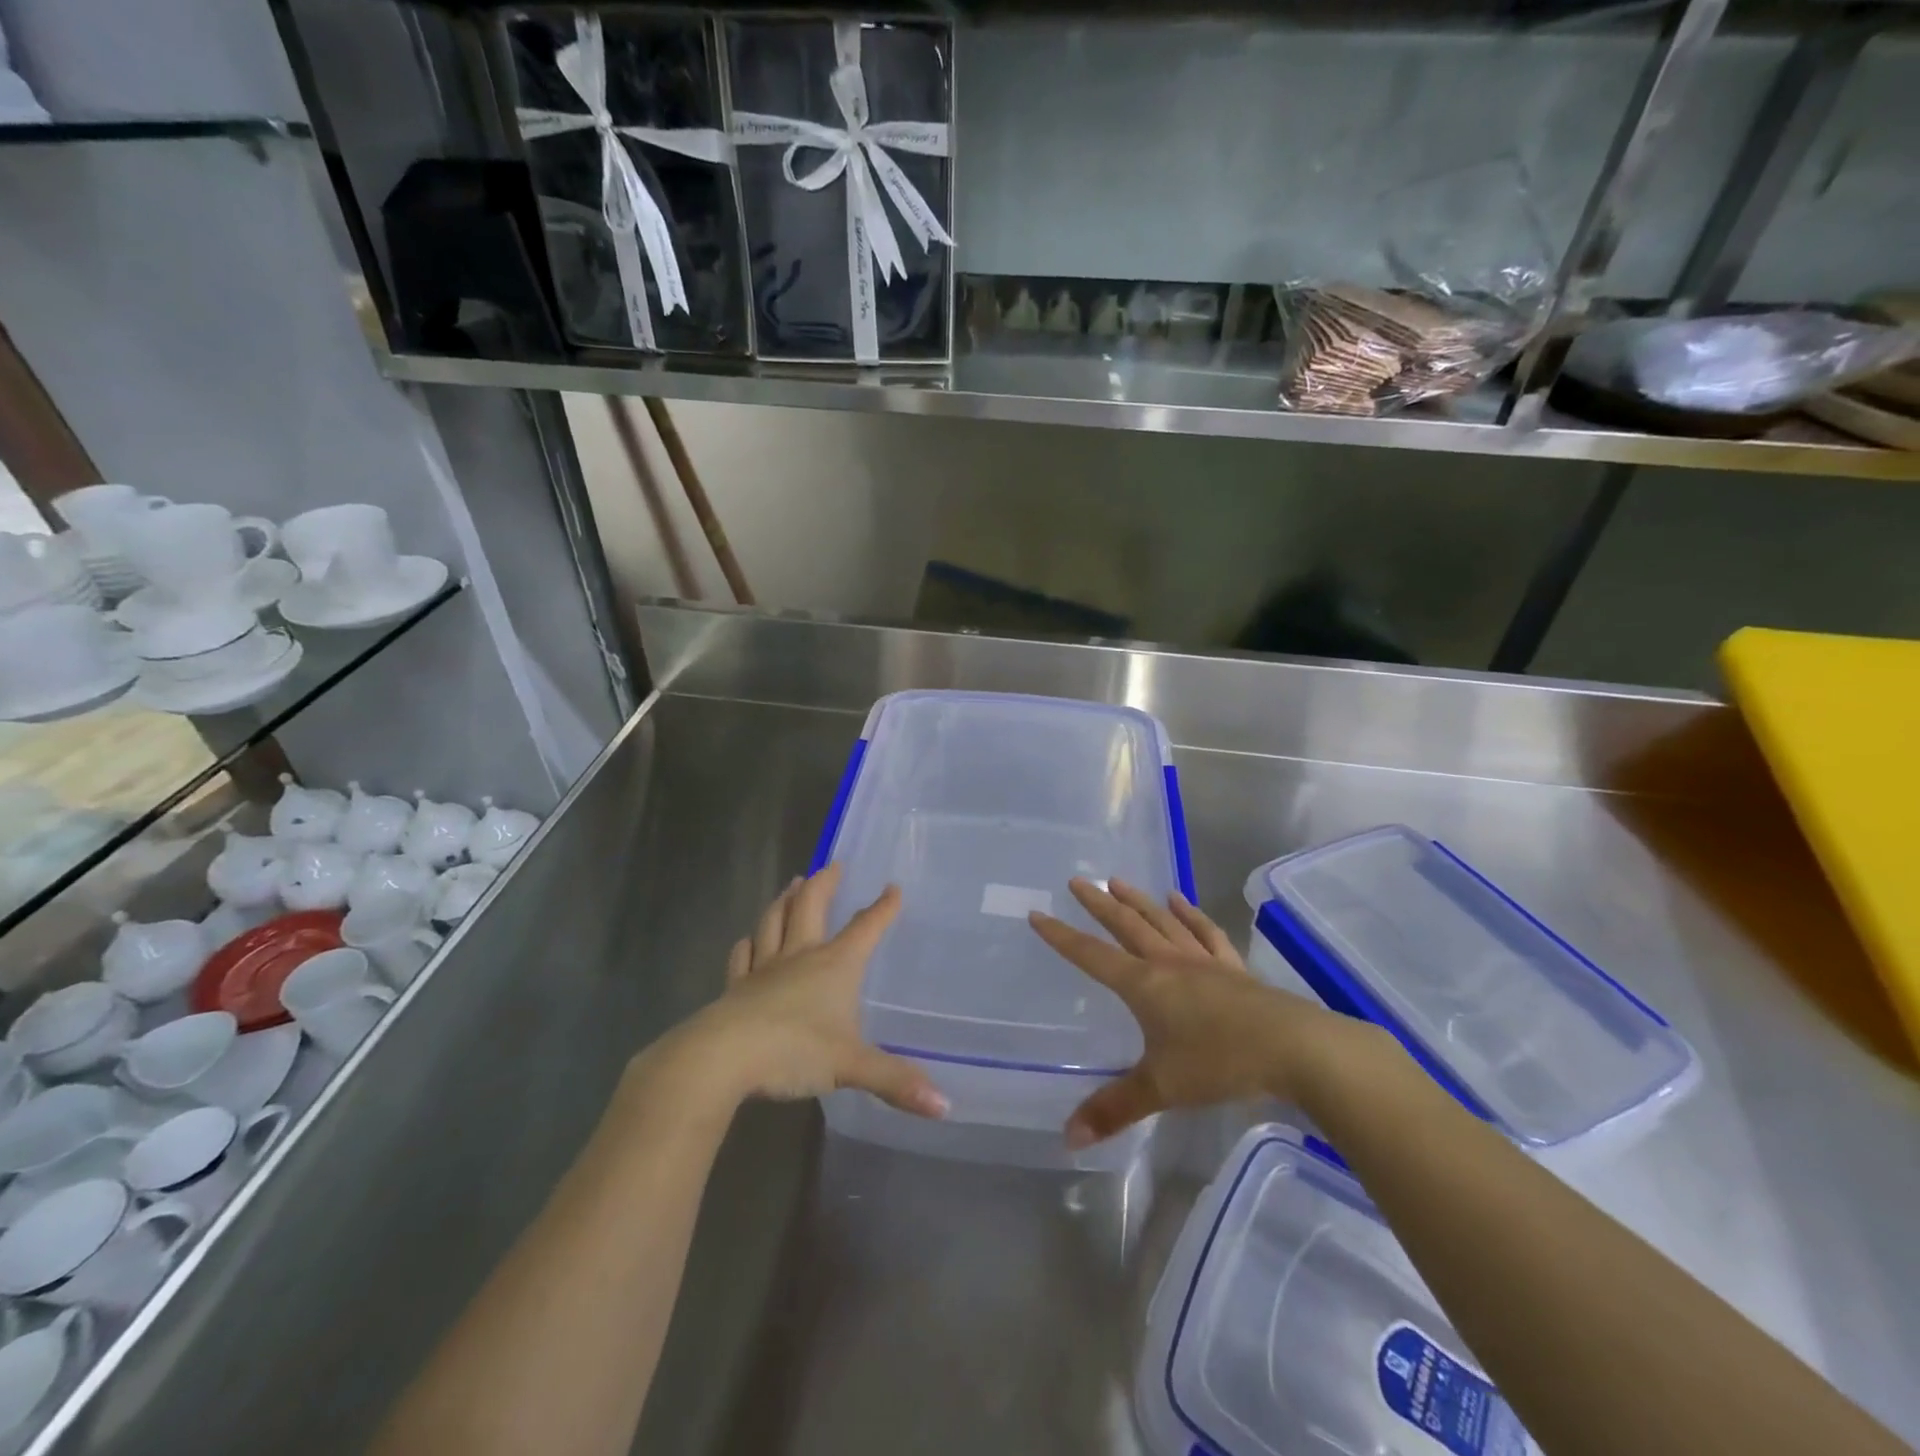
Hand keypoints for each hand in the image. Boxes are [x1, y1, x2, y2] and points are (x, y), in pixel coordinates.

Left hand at [667, 865, 947, 1118]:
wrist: (723, 1057)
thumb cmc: (794, 1050)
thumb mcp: (851, 1066)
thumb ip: (896, 1081)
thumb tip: (945, 1107)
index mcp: (834, 965)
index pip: (865, 929)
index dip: (882, 909)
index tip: (893, 888)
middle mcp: (800, 956)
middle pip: (812, 907)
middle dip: (824, 884)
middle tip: (831, 864)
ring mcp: (764, 969)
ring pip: (775, 922)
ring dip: (785, 901)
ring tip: (791, 884)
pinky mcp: (736, 988)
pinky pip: (743, 956)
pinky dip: (748, 943)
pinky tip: (747, 939)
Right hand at [1030, 878, 1358, 1148]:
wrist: (1294, 1048)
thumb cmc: (1220, 1063)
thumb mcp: (1161, 1088)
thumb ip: (1114, 1109)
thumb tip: (1067, 1137)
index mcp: (1144, 985)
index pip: (1092, 955)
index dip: (1062, 937)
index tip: (1038, 915)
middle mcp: (1169, 963)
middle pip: (1127, 926)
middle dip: (1099, 904)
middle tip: (1078, 881)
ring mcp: (1203, 962)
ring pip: (1163, 921)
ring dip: (1139, 900)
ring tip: (1119, 881)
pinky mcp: (1233, 969)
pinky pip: (1206, 933)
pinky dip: (1190, 914)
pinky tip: (1180, 900)